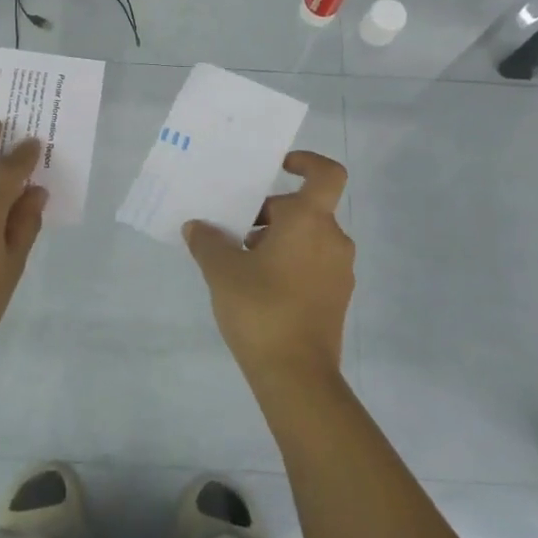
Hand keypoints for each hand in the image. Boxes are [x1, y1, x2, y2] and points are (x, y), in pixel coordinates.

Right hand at [183, 150, 354, 385]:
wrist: (297, 375)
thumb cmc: (261, 309)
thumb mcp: (222, 271)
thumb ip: (207, 242)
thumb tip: (197, 226)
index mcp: (310, 221)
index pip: (325, 174)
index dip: (307, 162)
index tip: (279, 168)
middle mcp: (332, 239)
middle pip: (304, 209)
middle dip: (269, 215)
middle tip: (233, 233)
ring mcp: (339, 271)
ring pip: (307, 238)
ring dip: (276, 241)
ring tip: (240, 264)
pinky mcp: (337, 298)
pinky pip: (313, 264)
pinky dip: (289, 264)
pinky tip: (258, 289)